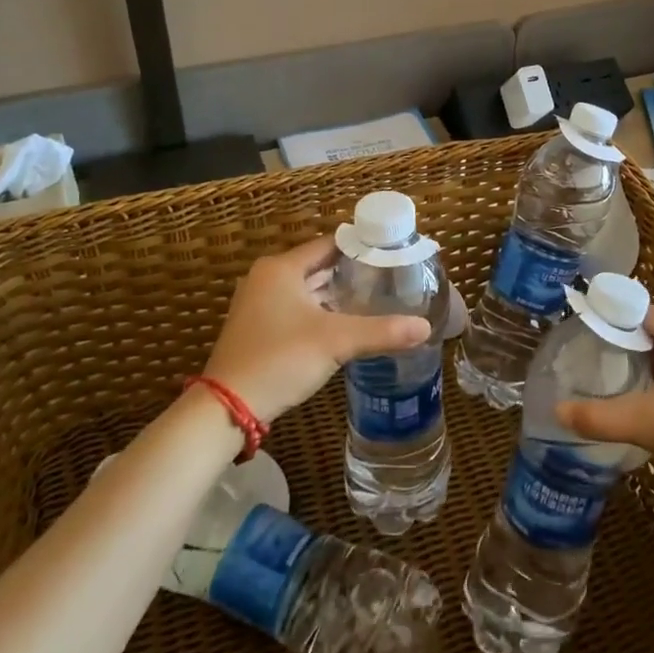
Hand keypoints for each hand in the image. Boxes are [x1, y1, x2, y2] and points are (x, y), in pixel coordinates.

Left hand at [201, 238, 429, 421]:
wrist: (227, 408)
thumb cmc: (280, 359)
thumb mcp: (336, 342)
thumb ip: (382, 331)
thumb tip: (425, 327)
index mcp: (281, 268)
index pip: (329, 244)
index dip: (361, 248)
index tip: (391, 255)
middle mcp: (267, 278)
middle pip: (318, 266)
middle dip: (352, 274)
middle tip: (389, 279)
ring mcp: (259, 303)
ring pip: (307, 289)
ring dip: (336, 295)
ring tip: (375, 299)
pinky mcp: (257, 327)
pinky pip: (296, 308)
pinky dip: (320, 312)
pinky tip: (345, 325)